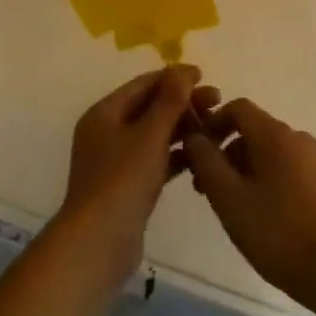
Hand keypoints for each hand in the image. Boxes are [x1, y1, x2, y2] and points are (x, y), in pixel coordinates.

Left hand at [54, 66, 218, 295]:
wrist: (98, 245)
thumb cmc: (122, 181)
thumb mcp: (149, 135)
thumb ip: (169, 101)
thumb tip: (183, 71)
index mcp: (104, 113)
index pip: (143, 84)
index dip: (174, 77)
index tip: (204, 76)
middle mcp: (107, 132)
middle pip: (149, 108)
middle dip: (183, 103)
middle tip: (217, 101)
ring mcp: (116, 161)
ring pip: (154, 135)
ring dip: (182, 128)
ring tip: (215, 127)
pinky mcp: (127, 187)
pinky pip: (155, 160)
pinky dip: (175, 155)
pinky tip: (201, 156)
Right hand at [183, 99, 315, 315]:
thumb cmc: (277, 233)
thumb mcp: (229, 199)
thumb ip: (206, 162)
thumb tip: (193, 137)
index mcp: (275, 135)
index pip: (238, 108)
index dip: (214, 123)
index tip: (198, 153)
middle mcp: (300, 138)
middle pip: (256, 132)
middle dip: (229, 154)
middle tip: (211, 191)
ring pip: (275, 154)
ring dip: (250, 171)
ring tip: (239, 209)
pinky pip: (294, 171)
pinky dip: (275, 182)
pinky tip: (271, 219)